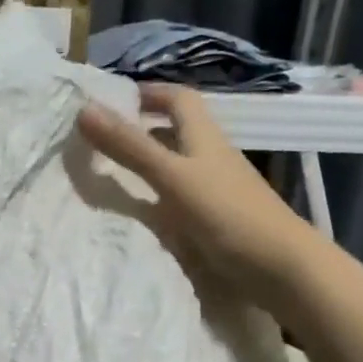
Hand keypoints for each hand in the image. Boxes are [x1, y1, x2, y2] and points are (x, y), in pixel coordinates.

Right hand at [77, 83, 325, 306]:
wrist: (278, 268)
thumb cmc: (227, 213)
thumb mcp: (172, 176)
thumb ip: (130, 146)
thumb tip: (84, 108)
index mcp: (204, 137)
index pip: (178, 99)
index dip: (148, 93)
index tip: (111, 99)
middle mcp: (209, 158)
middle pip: (174, 133)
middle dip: (139, 130)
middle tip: (97, 139)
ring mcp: (212, 192)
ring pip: (173, 168)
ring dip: (143, 166)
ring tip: (104, 174)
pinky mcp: (211, 222)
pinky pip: (174, 201)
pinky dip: (151, 199)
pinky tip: (132, 212)